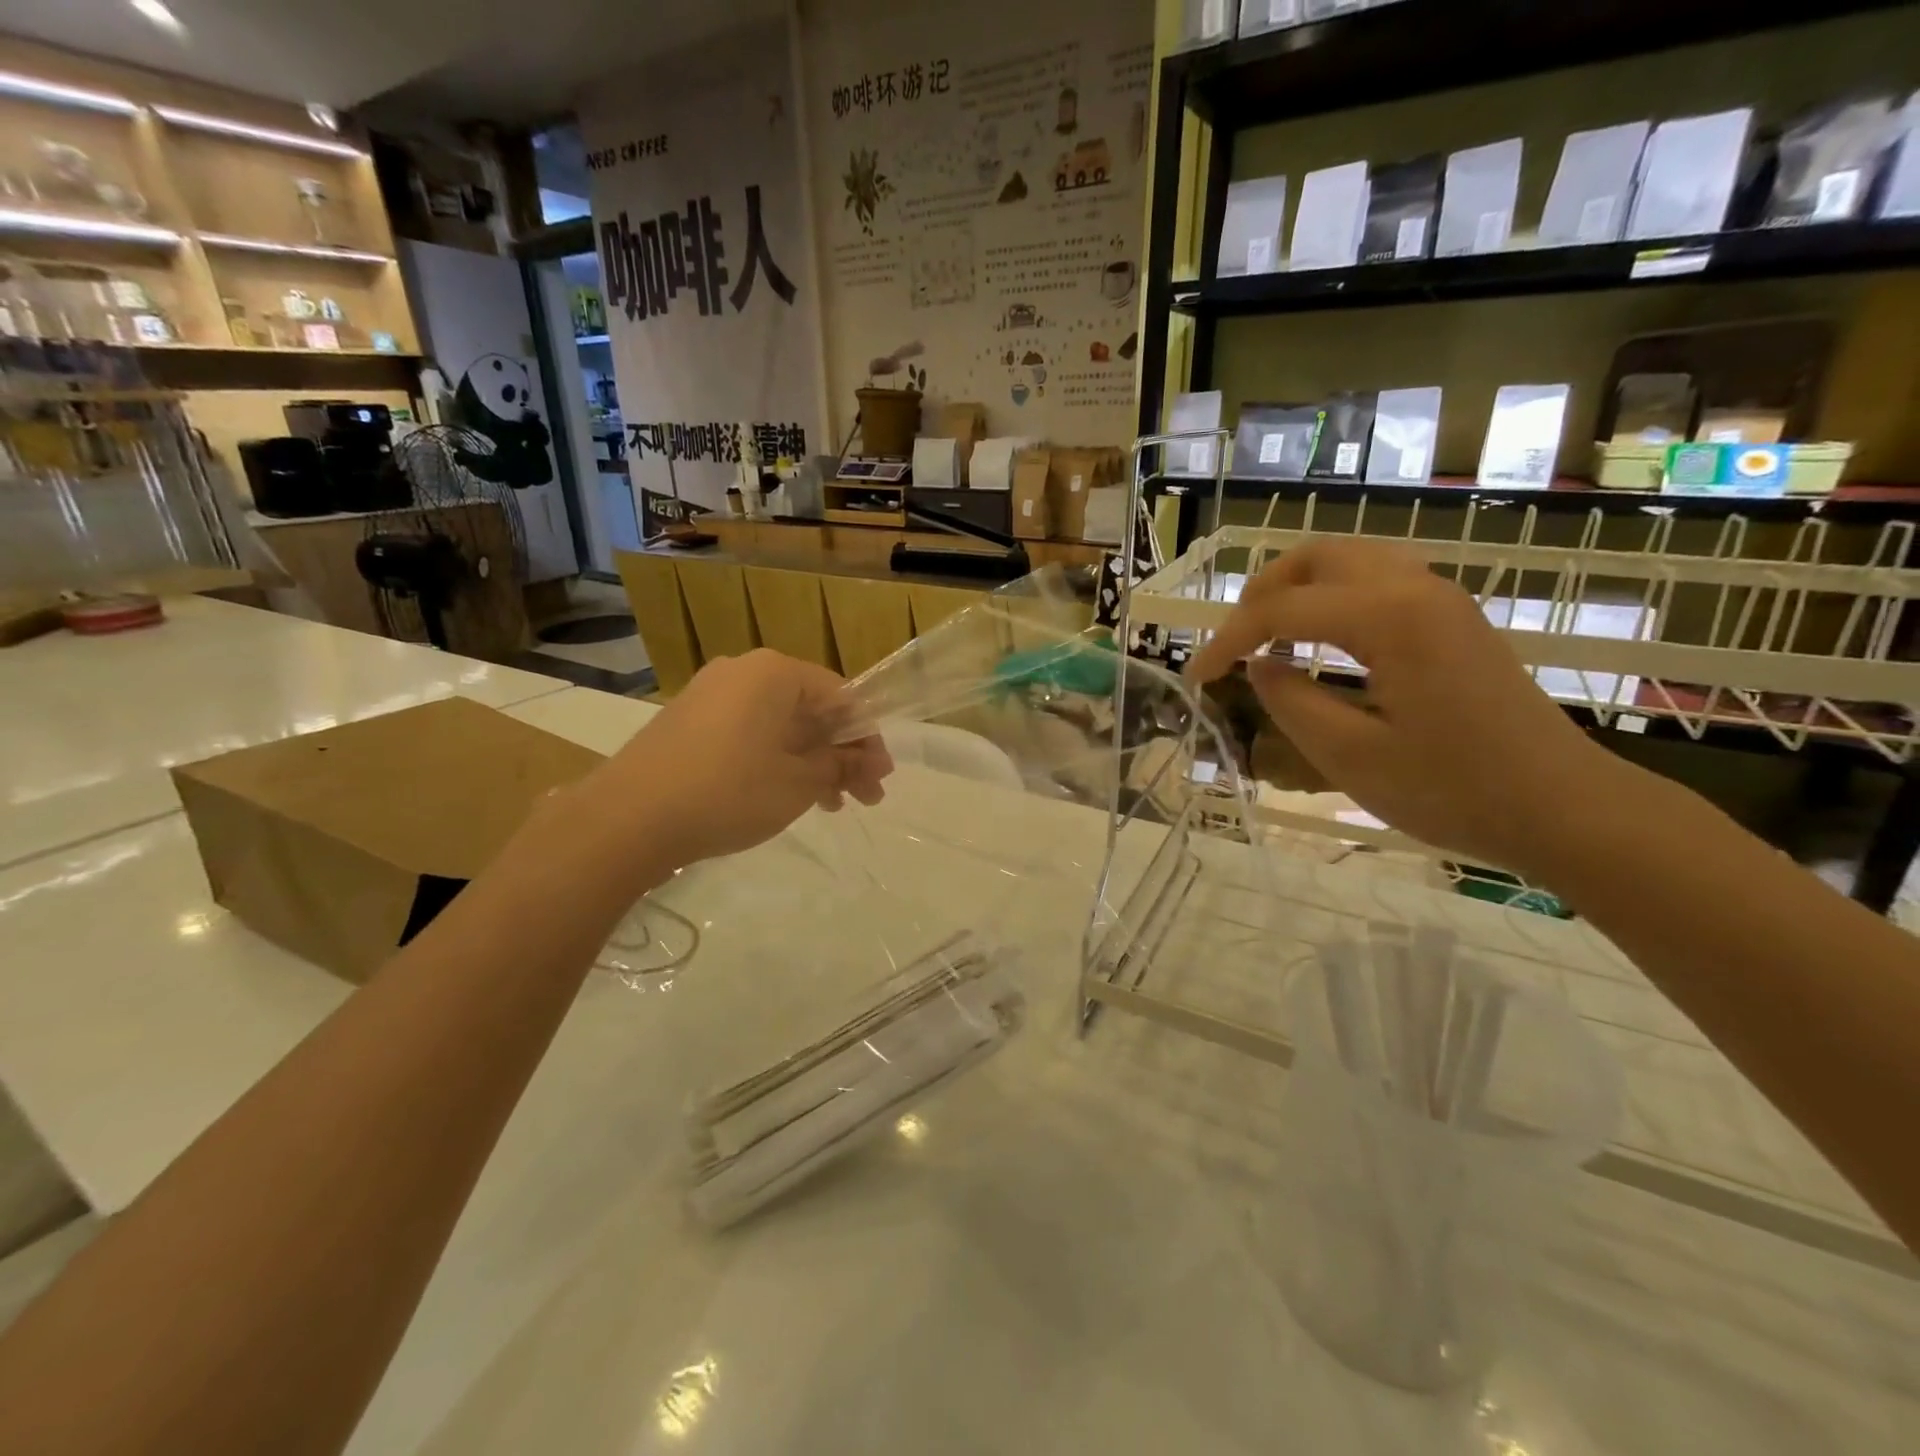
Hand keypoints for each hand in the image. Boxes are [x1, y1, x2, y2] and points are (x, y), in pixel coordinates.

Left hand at [584, 650, 892, 871]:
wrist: (627, 819)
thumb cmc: (729, 791)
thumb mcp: (799, 783)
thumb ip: (840, 766)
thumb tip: (869, 762)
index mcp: (775, 673)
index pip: (841, 696)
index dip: (867, 738)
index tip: (880, 777)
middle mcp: (743, 672)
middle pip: (810, 711)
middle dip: (841, 754)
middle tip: (863, 798)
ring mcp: (710, 695)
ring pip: (780, 726)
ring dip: (811, 762)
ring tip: (830, 805)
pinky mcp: (688, 722)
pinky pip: (749, 734)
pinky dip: (776, 761)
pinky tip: (786, 796)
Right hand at [1187, 537, 1628, 877]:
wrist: (1565, 807)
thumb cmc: (1454, 789)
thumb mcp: (1350, 756)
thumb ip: (1290, 702)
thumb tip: (1259, 667)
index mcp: (1387, 617)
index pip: (1281, 609)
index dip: (1227, 640)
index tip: (1196, 678)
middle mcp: (1414, 588)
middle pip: (1315, 557)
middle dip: (1260, 593)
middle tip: (1233, 643)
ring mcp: (1440, 598)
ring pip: (1348, 561)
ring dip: (1296, 590)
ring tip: (1266, 638)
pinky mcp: (1453, 618)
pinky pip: (1376, 581)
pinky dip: (1331, 598)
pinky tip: (1319, 642)